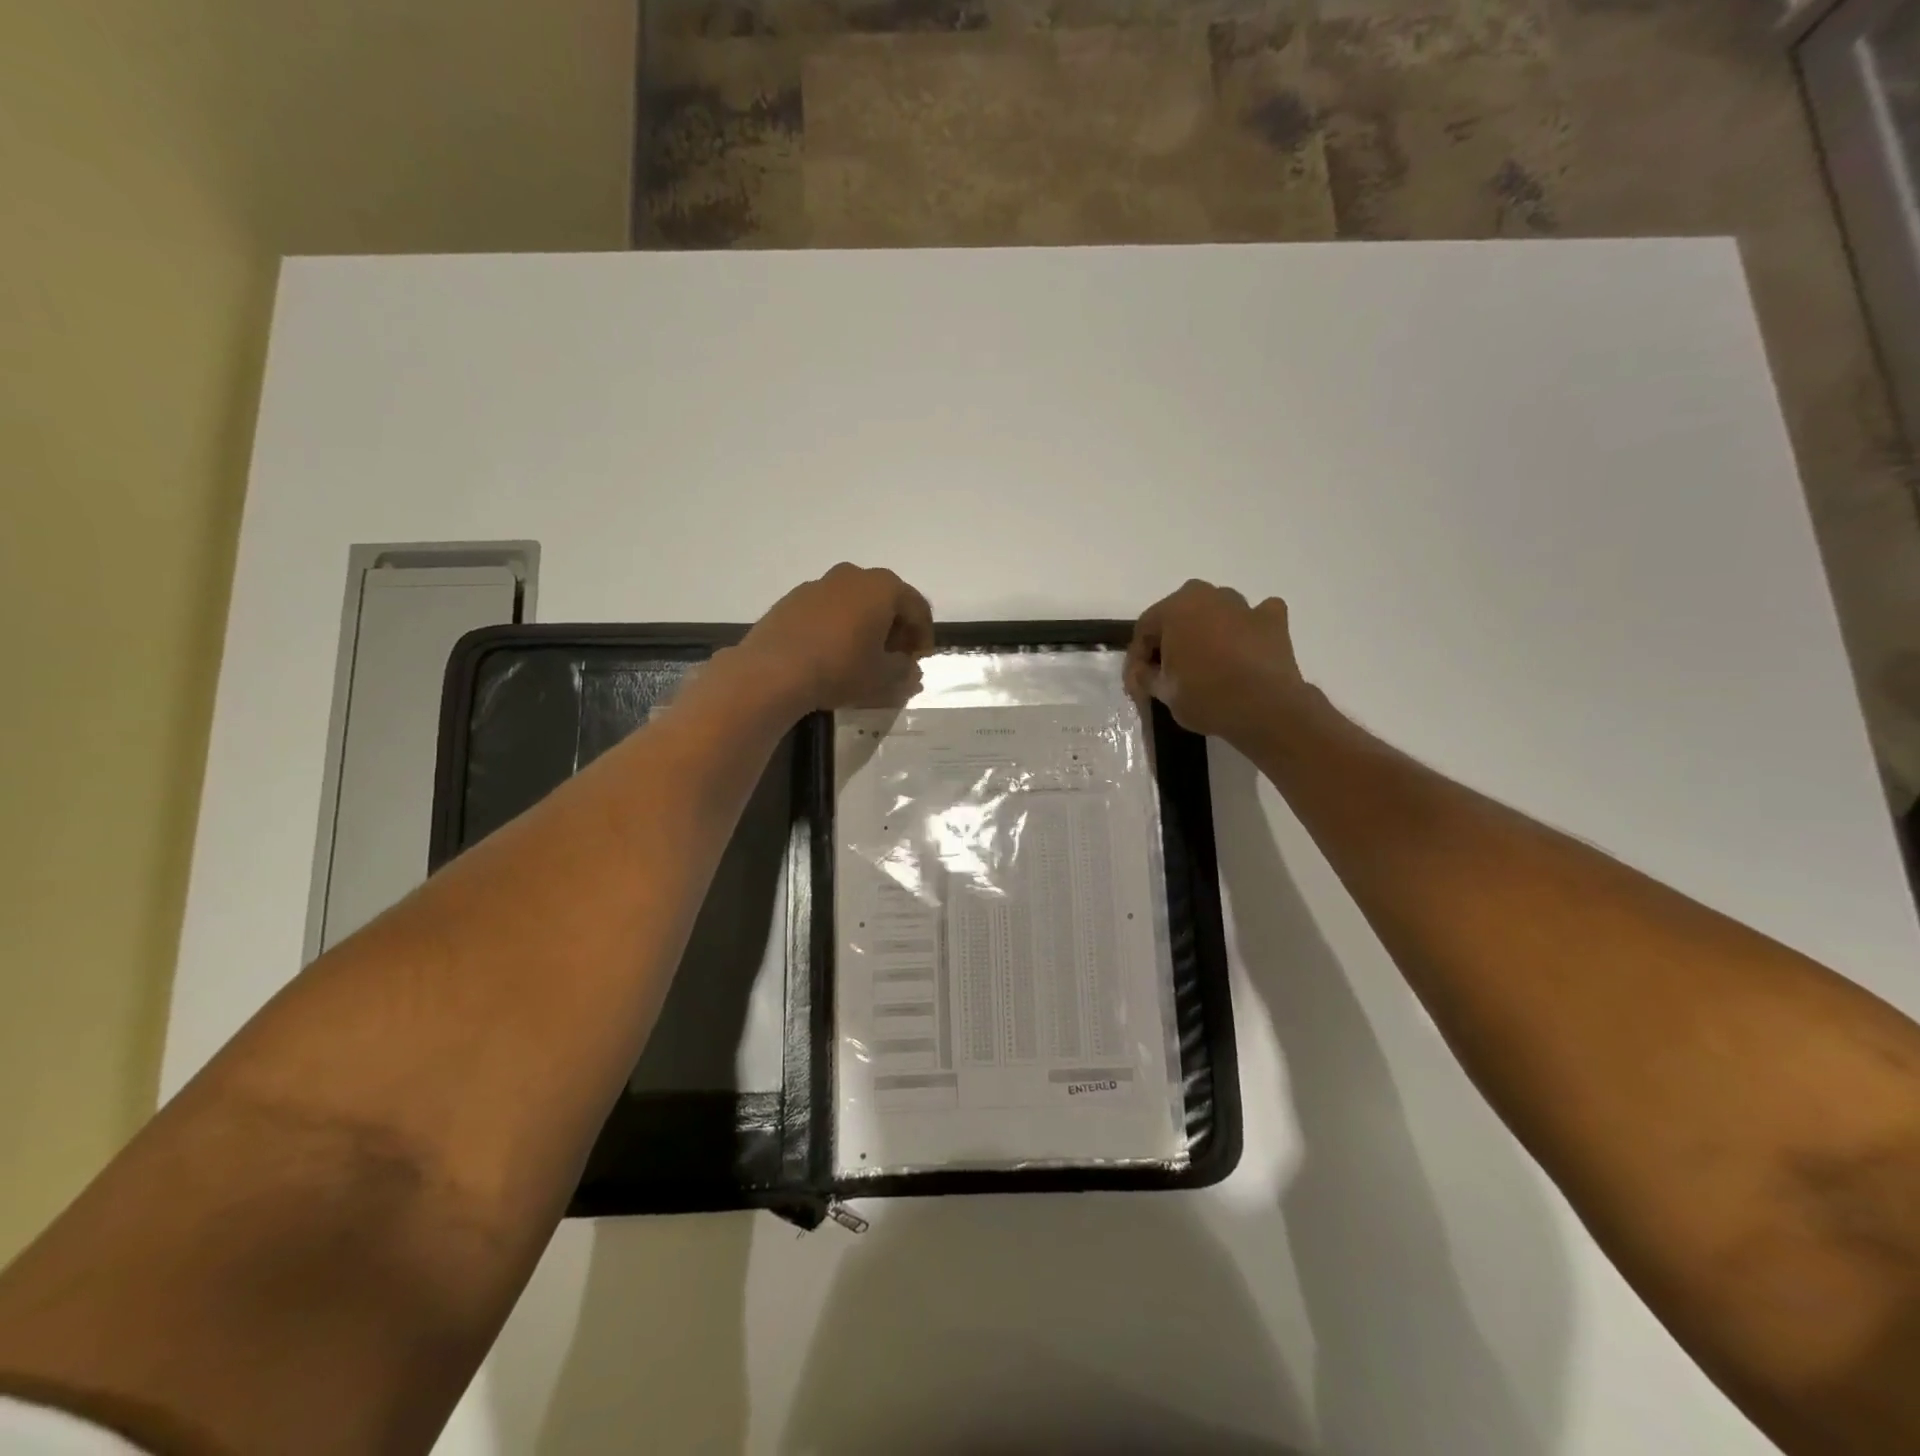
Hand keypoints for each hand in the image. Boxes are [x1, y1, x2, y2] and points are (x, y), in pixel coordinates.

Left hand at [737, 563, 933, 713]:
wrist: (774, 671)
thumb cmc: (841, 669)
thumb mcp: (884, 678)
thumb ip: (905, 671)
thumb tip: (909, 669)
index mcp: (883, 587)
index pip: (917, 608)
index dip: (923, 636)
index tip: (919, 661)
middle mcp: (853, 575)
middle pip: (885, 600)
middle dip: (895, 628)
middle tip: (894, 658)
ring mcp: (819, 584)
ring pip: (855, 603)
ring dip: (865, 626)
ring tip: (862, 657)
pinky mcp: (792, 599)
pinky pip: (828, 610)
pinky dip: (838, 627)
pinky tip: (832, 654)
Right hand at [1126, 580, 1308, 744]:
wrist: (1264, 708)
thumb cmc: (1204, 696)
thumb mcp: (1162, 692)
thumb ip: (1146, 676)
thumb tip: (1145, 672)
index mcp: (1174, 608)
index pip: (1145, 630)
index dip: (1138, 658)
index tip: (1139, 684)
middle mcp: (1208, 595)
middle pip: (1179, 616)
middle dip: (1171, 640)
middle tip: (1169, 672)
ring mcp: (1243, 605)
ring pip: (1216, 613)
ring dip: (1207, 632)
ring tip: (1206, 664)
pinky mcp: (1273, 620)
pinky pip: (1254, 617)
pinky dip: (1247, 628)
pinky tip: (1244, 649)